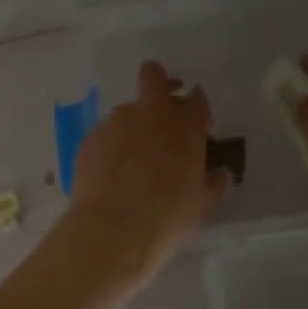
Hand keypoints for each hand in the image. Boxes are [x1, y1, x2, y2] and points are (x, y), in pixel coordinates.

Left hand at [65, 61, 227, 283]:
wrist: (111, 232)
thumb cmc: (167, 218)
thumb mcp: (202, 205)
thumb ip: (213, 182)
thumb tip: (218, 172)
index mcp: (185, 127)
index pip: (197, 99)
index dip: (196, 107)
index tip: (195, 122)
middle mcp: (151, 115)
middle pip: (153, 76)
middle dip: (158, 82)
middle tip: (160, 107)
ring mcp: (116, 123)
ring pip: (126, 110)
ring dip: (132, 125)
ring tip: (130, 160)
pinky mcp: (89, 139)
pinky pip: (104, 135)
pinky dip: (109, 148)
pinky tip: (109, 175)